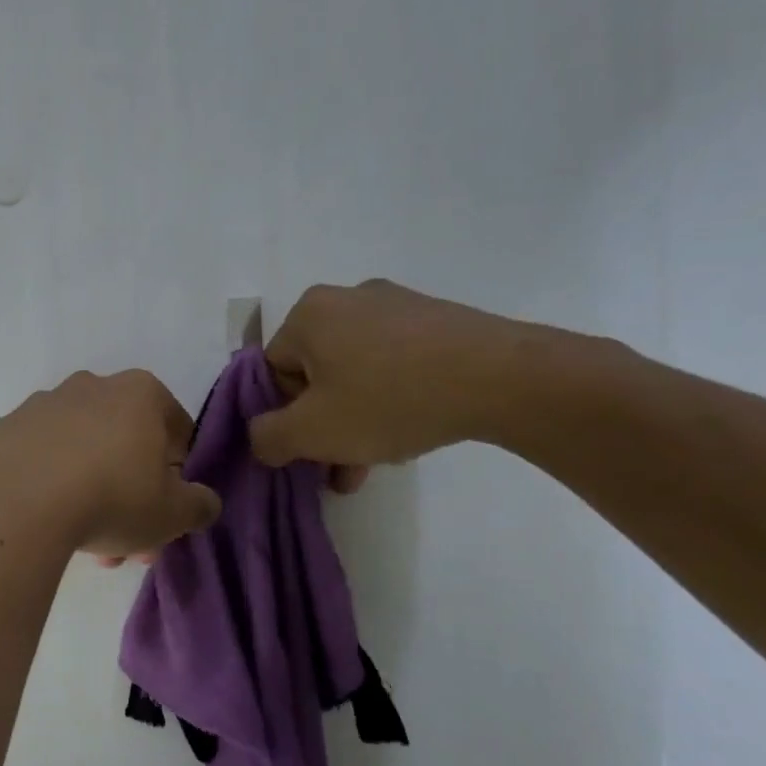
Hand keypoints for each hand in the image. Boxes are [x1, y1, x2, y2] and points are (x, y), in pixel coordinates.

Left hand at [0, 370, 220, 562]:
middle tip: (131, 542)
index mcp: (140, 392)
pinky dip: (51, 484)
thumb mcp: (174, 513)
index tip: (170, 508)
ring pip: (82, 452)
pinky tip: (51, 521)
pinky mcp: (7, 428)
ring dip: (92, 493)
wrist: (21, 504)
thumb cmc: (113, 498)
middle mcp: (92, 386)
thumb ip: (199, 505)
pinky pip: (42, 459)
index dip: (178, 472)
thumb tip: (203, 502)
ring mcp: (44, 404)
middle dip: (132, 495)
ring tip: (90, 546)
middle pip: (124, 444)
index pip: (176, 429)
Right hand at [250, 280, 531, 472]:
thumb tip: (261, 437)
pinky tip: (408, 433)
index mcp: (308, 313)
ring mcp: (398, 305)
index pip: (271, 371)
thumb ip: (266, 437)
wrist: (504, 379)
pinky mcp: (438, 319)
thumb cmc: (389, 399)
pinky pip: (395, 364)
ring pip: (356, 373)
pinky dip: (392, 399)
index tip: (306, 450)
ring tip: (372, 464)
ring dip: (355, 420)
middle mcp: (347, 298)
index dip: (283, 417)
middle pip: (315, 374)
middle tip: (337, 466)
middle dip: (322, 425)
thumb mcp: (310, 432)